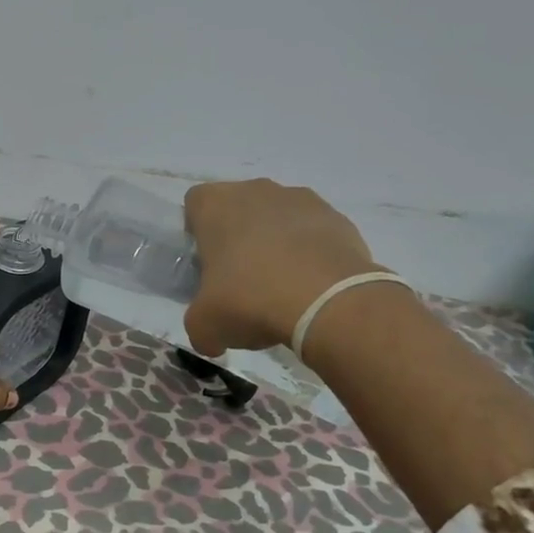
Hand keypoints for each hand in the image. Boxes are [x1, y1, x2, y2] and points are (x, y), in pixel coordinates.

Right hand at [182, 179, 381, 358]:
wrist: (329, 302)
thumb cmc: (250, 300)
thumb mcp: (205, 325)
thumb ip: (199, 326)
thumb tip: (212, 342)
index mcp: (216, 205)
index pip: (196, 203)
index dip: (198, 232)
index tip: (206, 263)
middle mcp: (256, 190)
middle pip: (239, 208)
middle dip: (238, 237)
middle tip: (240, 278)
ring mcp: (301, 199)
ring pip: (278, 217)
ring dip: (276, 242)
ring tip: (281, 286)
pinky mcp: (337, 218)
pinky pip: (313, 232)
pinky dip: (310, 253)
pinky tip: (311, 287)